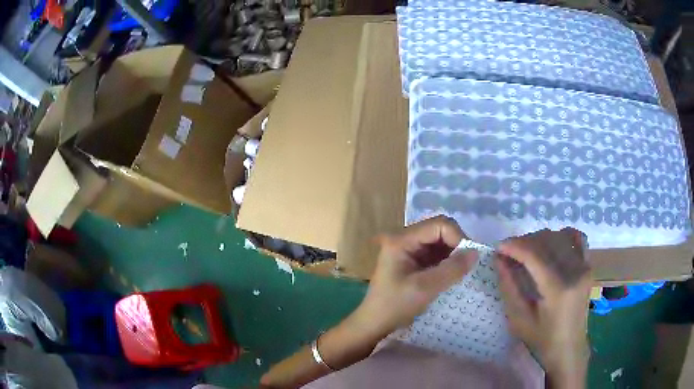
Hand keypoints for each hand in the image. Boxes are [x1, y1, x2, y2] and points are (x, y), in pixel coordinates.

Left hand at [355, 215, 478, 336]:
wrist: (375, 323)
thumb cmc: (395, 306)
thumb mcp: (425, 288)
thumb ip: (451, 269)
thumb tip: (476, 252)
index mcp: (402, 240)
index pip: (438, 225)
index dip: (458, 237)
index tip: (469, 258)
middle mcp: (404, 238)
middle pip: (440, 230)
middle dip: (457, 245)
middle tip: (467, 265)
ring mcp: (409, 249)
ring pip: (440, 241)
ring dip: (453, 253)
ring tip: (462, 271)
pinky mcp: (414, 260)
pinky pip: (436, 253)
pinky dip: (448, 261)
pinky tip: (453, 274)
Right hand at [495, 228, 590, 387]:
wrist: (569, 349)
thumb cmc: (542, 340)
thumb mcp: (519, 320)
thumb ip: (509, 287)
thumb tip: (499, 260)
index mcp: (558, 289)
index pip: (535, 255)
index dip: (515, 246)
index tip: (498, 248)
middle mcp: (575, 271)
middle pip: (547, 241)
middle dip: (524, 241)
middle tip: (509, 252)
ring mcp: (585, 267)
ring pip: (561, 236)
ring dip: (540, 238)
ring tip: (527, 251)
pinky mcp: (589, 267)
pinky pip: (577, 239)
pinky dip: (562, 236)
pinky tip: (551, 246)